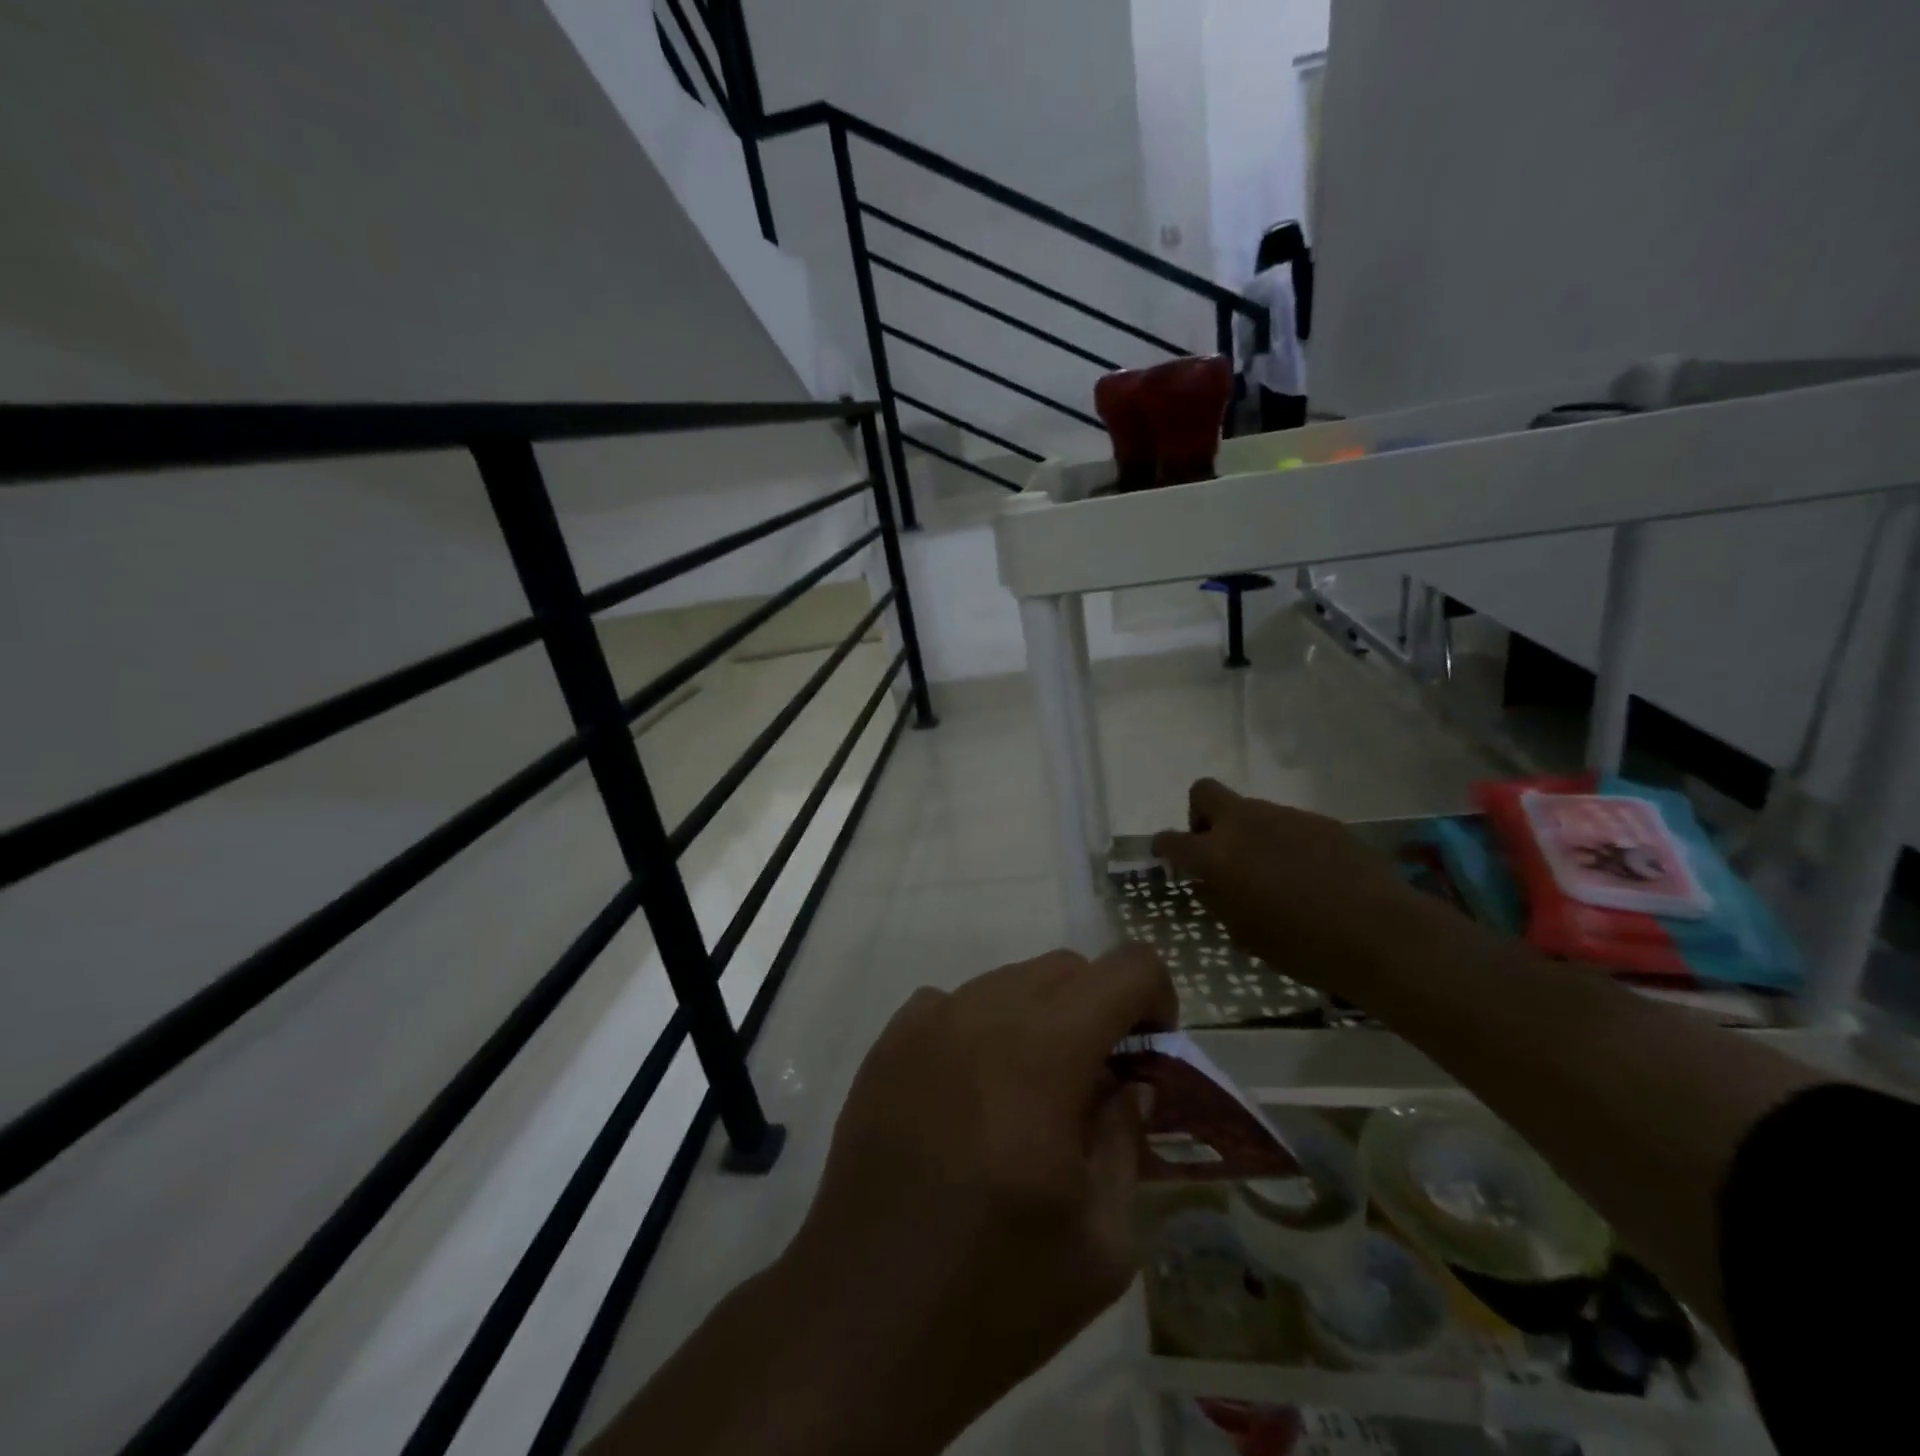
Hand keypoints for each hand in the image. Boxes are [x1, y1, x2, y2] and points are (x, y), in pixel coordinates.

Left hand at [778, 943, 1176, 1449]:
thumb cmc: (996, 1293)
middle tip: (1100, 1082)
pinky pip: (954, 1004)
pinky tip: (974, 1094)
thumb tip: (1130, 1085)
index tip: (1152, 1056)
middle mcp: (981, 1015)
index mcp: (1043, 1054)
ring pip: (1009, 981)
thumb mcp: (1102, 1240)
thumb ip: (1126, 1139)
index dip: (1156, 999)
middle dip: (1100, 1009)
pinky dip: (983, 1028)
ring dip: (1041, 1018)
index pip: (1124, 969)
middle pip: (1066, 968)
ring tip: (1033, 1094)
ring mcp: (925, 1022)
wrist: (864, 1321)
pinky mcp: (887, 1043)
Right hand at [1152, 778, 1439, 998]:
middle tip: (1215, 848)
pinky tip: (1306, 873)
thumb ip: (1217, 898)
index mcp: (1217, 854)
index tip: (1167, 857)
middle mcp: (1244, 823)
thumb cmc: (1301, 945)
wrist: (1378, 933)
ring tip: (1270, 871)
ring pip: (1250, 809)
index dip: (1164, 847)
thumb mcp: (1243, 932)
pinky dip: (1284, 841)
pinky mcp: (1320, 821)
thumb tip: (1206, 881)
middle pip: (1204, 792)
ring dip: (1247, 832)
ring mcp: (1284, 816)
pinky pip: (1287, 823)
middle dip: (1200, 815)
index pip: (1172, 839)